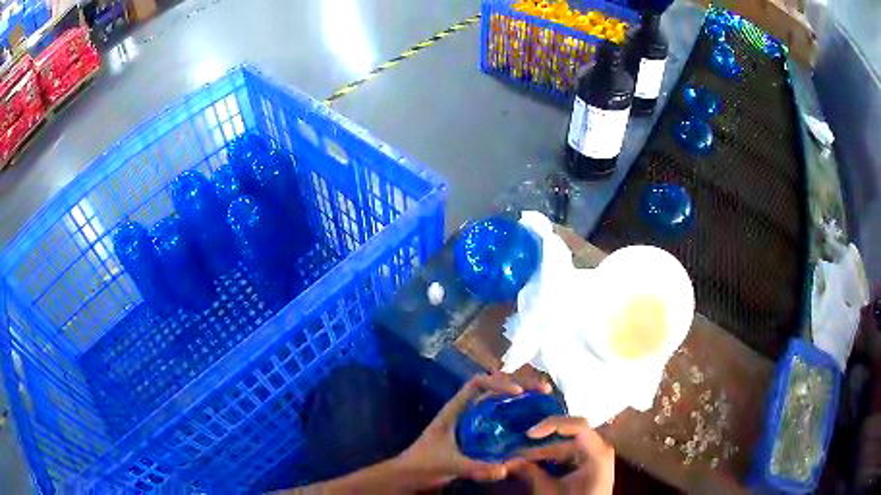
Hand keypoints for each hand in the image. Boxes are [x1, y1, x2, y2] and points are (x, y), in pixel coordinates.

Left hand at [395, 371, 551, 487]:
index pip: (477, 384)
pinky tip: (529, 423)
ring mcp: (469, 422)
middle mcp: (464, 411)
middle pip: (492, 388)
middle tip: (542, 390)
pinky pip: (496, 420)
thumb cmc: (424, 464)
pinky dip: (512, 416)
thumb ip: (476, 467)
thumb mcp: (451, 464)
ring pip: (496, 403)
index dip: (499, 382)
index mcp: (455, 410)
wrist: (408, 475)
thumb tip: (508, 468)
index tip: (519, 391)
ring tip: (541, 399)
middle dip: (517, 384)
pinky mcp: (474, 435)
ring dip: (517, 398)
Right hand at [512, 416, 614, 494]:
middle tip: (516, 452)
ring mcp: (597, 455)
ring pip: (566, 446)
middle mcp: (601, 448)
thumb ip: (531, 474)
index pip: (579, 426)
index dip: (553, 424)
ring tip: (520, 460)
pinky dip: (553, 458)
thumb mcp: (550, 491)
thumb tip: (510, 461)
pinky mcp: (592, 463)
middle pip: (568, 438)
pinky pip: (571, 453)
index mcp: (598, 452)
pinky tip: (536, 463)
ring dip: (544, 453)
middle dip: (540, 445)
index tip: (529, 434)